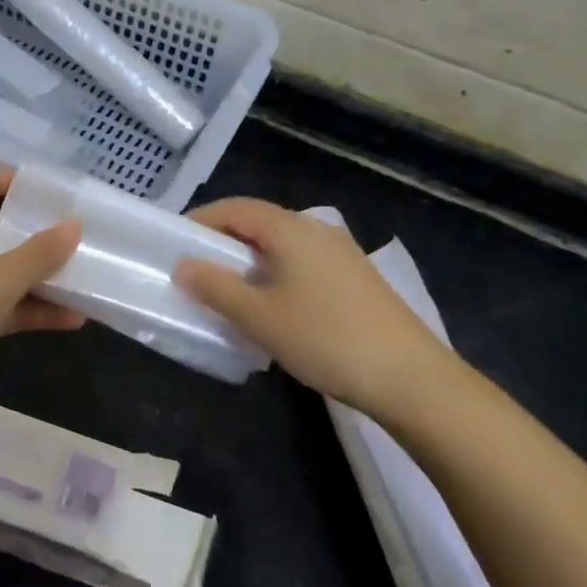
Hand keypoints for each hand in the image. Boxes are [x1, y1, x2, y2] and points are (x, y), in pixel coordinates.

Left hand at [0, 167, 82, 426]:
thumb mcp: (3, 277)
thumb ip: (41, 251)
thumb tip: (74, 224)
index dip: (15, 179)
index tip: (54, 188)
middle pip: (2, 228)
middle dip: (40, 231)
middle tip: (82, 231)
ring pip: (9, 271)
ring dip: (44, 276)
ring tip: (88, 276)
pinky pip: (8, 307)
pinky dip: (36, 310)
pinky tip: (74, 320)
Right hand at [174, 199, 457, 414]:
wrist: (411, 378)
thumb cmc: (326, 339)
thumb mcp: (260, 317)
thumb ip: (217, 288)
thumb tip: (183, 265)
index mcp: (291, 229)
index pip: (235, 208)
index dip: (202, 219)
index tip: (174, 242)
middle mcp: (317, 230)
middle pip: (259, 222)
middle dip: (223, 240)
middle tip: (195, 268)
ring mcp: (341, 254)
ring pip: (281, 244)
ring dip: (249, 259)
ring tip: (227, 289)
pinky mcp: (355, 279)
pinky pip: (301, 262)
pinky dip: (274, 272)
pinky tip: (271, 306)